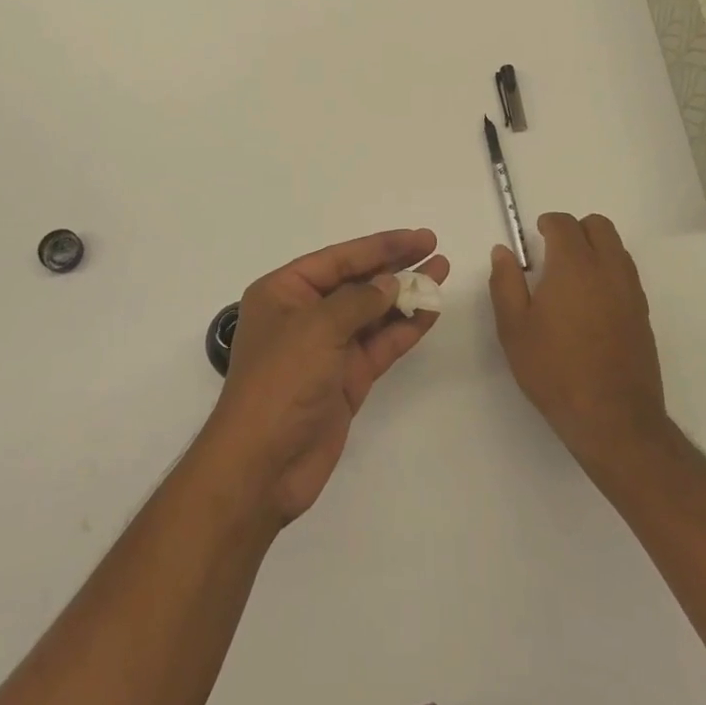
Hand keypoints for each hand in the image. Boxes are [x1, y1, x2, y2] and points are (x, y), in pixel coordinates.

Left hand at [202, 229, 449, 525]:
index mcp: (284, 291)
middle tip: (434, 248)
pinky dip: (404, 328)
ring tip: (441, 273)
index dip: (380, 246)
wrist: (264, 466)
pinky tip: (430, 312)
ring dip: (406, 294)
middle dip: (395, 265)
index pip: (339, 259)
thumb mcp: (317, 328)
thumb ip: (358, 301)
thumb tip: (389, 283)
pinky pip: (380, 344)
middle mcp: (305, 314)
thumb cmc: (281, 382)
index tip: (418, 237)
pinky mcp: (345, 378)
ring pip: (373, 312)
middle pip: (357, 281)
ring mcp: (327, 348)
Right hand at [488, 213, 667, 470]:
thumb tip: (503, 252)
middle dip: (575, 229)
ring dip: (595, 249)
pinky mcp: (643, 314)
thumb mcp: (514, 329)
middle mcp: (607, 269)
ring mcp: (631, 291)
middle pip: (598, 226)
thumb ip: (505, 283)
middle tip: (553, 253)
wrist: (614, 420)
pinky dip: (609, 272)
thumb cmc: (555, 371)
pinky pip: (626, 274)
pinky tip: (591, 304)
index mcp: (573, 265)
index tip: (534, 239)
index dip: (547, 224)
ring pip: (616, 248)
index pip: (564, 224)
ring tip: (571, 279)